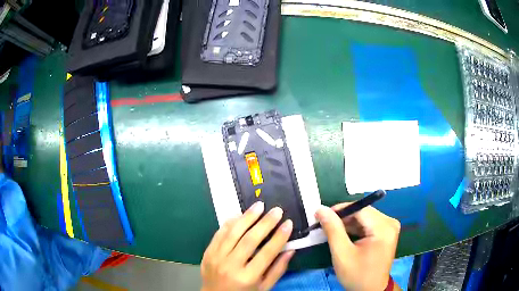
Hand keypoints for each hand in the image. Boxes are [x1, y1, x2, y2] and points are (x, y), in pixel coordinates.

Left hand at [201, 202, 294, 290]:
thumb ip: (277, 270)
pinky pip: (219, 234)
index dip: (279, 237)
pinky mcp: (207, 253)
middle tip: (277, 210)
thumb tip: (290, 250)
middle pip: (249, 240)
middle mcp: (230, 266)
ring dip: (247, 217)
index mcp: (247, 277)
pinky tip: (239, 214)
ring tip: (259, 206)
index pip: (267, 253)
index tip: (288, 223)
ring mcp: (216, 258)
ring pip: (232, 233)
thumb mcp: (264, 288)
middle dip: (265, 223)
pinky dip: (229, 223)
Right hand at [316, 203, 400, 290]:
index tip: (322, 215)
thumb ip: (333, 229)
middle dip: (343, 217)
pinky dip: (356, 227)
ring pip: (365, 217)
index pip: (360, 209)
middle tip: (325, 224)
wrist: (370, 290)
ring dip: (349, 222)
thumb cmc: (357, 275)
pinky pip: (369, 223)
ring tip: (333, 230)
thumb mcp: (342, 254)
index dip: (340, 209)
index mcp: (383, 228)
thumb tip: (321, 209)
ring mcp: (390, 227)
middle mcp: (390, 223)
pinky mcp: (387, 232)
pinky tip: (345, 235)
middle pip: (364, 212)